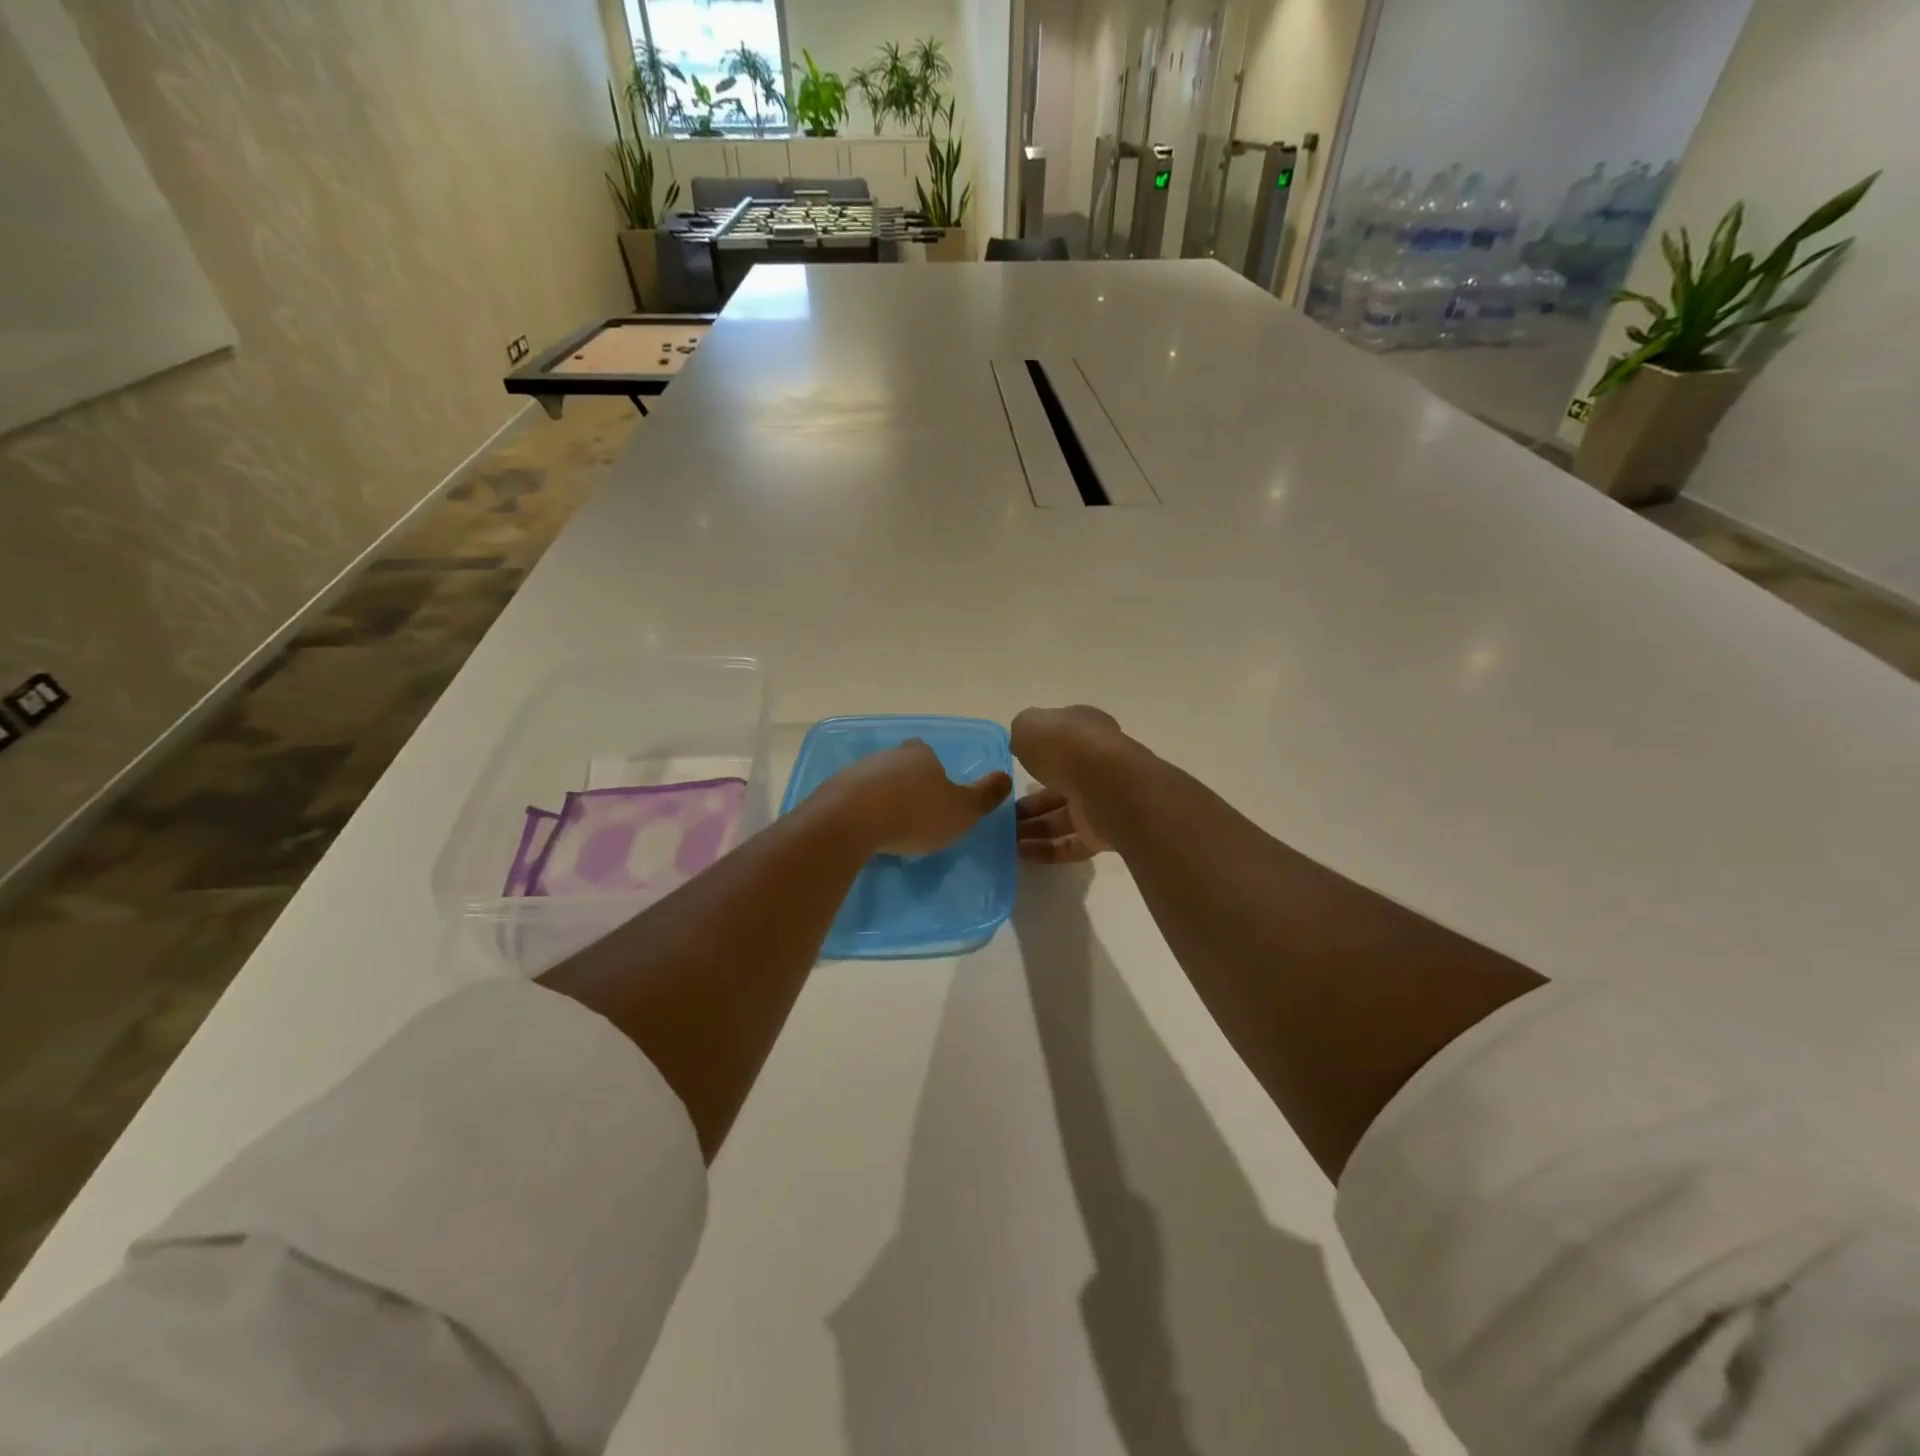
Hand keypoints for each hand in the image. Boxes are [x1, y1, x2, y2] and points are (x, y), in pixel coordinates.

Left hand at [820, 739, 1011, 856]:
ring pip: (873, 782)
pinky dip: (859, 812)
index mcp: (920, 755)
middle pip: (899, 766)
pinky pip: (850, 800)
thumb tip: (1006, 777)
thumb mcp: (962, 810)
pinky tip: (864, 833)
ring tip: (888, 828)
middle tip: (914, 814)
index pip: (928, 754)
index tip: (936, 793)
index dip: (933, 771)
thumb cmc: (915, 814)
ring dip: (880, 799)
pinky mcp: (831, 792)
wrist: (850, 822)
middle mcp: (887, 755)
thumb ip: (985, 796)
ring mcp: (856, 771)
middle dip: (906, 785)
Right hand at [1011, 706, 1129, 863]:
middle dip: (1029, 801)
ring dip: (1032, 828)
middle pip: (1058, 783)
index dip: (1035, 754)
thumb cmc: (1066, 746)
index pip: (1059, 741)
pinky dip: (1046, 850)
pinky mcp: (1104, 833)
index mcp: (1085, 730)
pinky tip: (1020, 854)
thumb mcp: (1030, 725)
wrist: (1107, 784)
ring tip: (1004, 838)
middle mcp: (1097, 763)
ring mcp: (1102, 800)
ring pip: (1062, 816)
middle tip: (1001, 814)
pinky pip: (1071, 843)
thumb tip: (1022, 744)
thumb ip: (1023, 733)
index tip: (1009, 771)